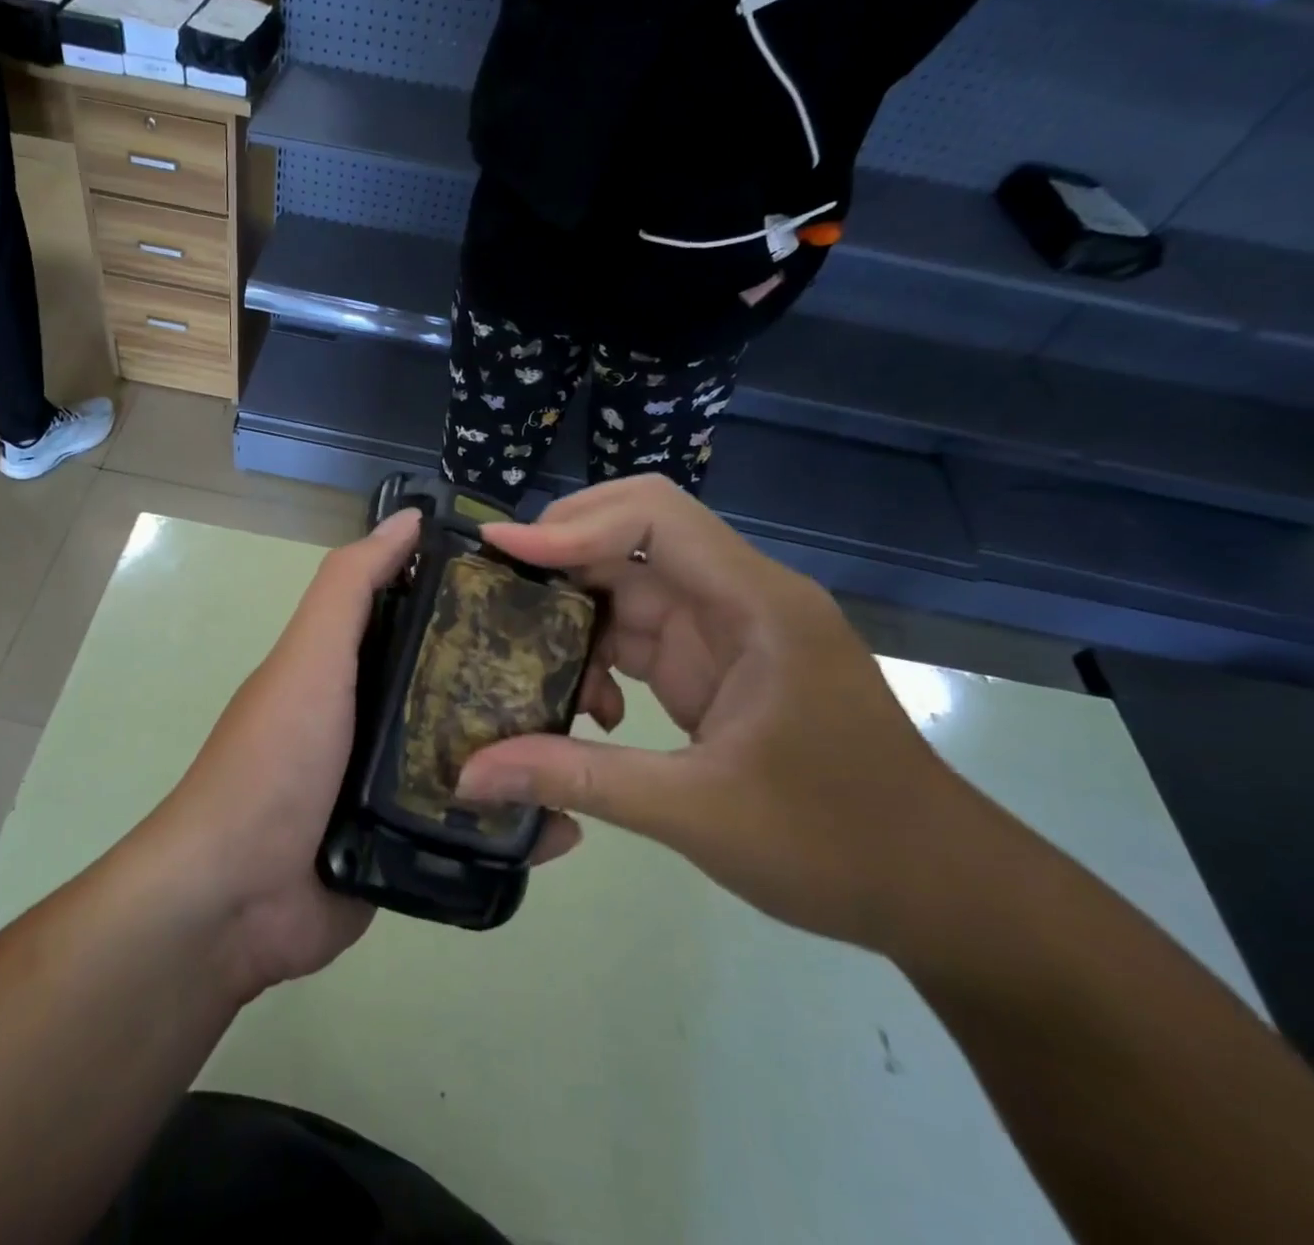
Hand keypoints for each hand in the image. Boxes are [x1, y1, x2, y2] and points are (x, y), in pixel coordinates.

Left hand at [151, 508, 584, 998]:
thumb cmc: (276, 759)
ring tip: (594, 746)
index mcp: (358, 666)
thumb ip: (351, 585)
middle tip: (595, 682)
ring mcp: (399, 784)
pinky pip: (473, 826)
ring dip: (531, 753)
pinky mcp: (413, 845)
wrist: (236, 897)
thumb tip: (409, 518)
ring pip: (479, 757)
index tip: (551, 594)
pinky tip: (563, 827)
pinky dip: (515, 824)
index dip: (485, 601)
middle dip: (524, 682)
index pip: (433, 618)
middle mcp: (381, 716)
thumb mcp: (310, 655)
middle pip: (465, 686)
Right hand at [455, 475, 980, 953]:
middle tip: (493, 594)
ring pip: (629, 588)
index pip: (654, 518)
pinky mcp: (717, 665)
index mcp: (754, 605)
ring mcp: (728, 631)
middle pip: (632, 539)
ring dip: (575, 618)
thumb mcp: (695, 811)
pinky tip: (586, 710)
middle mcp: (739, 598)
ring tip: (523, 659)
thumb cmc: (838, 844)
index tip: (499, 552)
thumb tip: (471, 774)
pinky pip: (640, 635)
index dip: (571, 523)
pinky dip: (600, 659)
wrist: (940, 894)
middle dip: (559, 561)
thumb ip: (578, 778)